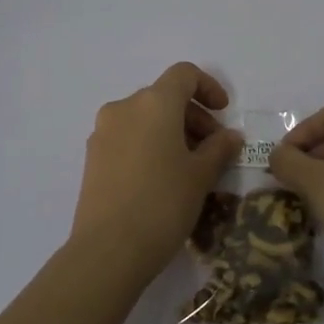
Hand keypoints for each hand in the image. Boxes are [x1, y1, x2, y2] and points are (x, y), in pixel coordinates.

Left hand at [68, 63, 245, 282]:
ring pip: (144, 118)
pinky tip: (162, 178)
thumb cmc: (163, 203)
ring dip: (171, 131)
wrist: (108, 249)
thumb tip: (230, 136)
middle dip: (193, 116)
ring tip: (190, 167)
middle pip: (164, 97)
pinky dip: (149, 144)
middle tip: (213, 149)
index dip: (208, 87)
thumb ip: (219, 148)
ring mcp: (103, 132)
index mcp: (153, 103)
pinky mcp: (93, 156)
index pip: (183, 74)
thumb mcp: (201, 176)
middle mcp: (124, 108)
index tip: (224, 114)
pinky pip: (128, 137)